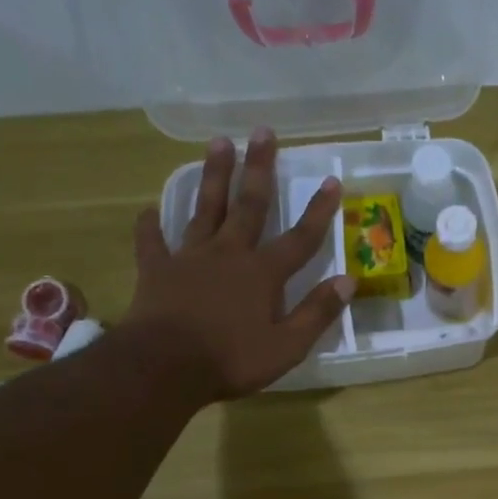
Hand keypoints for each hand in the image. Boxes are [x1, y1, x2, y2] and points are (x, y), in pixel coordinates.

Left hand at [123, 129, 352, 403]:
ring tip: (218, 143)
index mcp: (263, 274)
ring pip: (204, 209)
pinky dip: (151, 225)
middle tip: (263, 132)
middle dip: (259, 168)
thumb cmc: (232, 360)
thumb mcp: (287, 346)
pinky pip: (153, 241)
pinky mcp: (157, 270)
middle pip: (249, 205)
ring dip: (213, 176)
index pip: (300, 238)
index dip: (318, 211)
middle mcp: (229, 254)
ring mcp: (190, 258)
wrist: (165, 367)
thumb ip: (317, 312)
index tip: (332, 180)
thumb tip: (349, 280)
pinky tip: (148, 210)